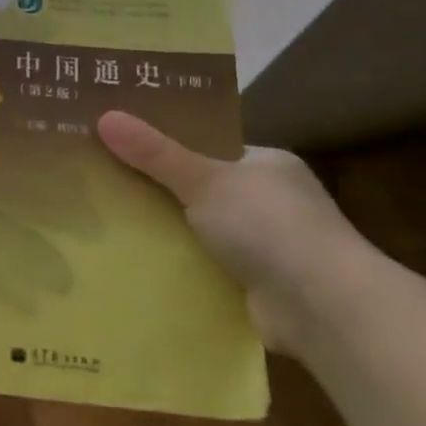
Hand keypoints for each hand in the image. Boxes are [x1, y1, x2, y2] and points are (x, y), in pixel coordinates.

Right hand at [96, 111, 384, 353]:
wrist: (324, 309)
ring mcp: (266, 245)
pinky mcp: (256, 285)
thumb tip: (103, 116)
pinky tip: (136, 260)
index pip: (208, 145)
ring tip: (105, 218)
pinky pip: (204, 265)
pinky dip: (177, 264)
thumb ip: (155, 153)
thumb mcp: (204, 180)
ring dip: (165, 229)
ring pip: (199, 228)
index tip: (120, 139)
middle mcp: (269, 200)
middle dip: (158, 187)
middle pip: (200, 187)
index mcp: (266, 164)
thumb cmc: (269, 226)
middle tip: (101, 177)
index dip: (165, 142)